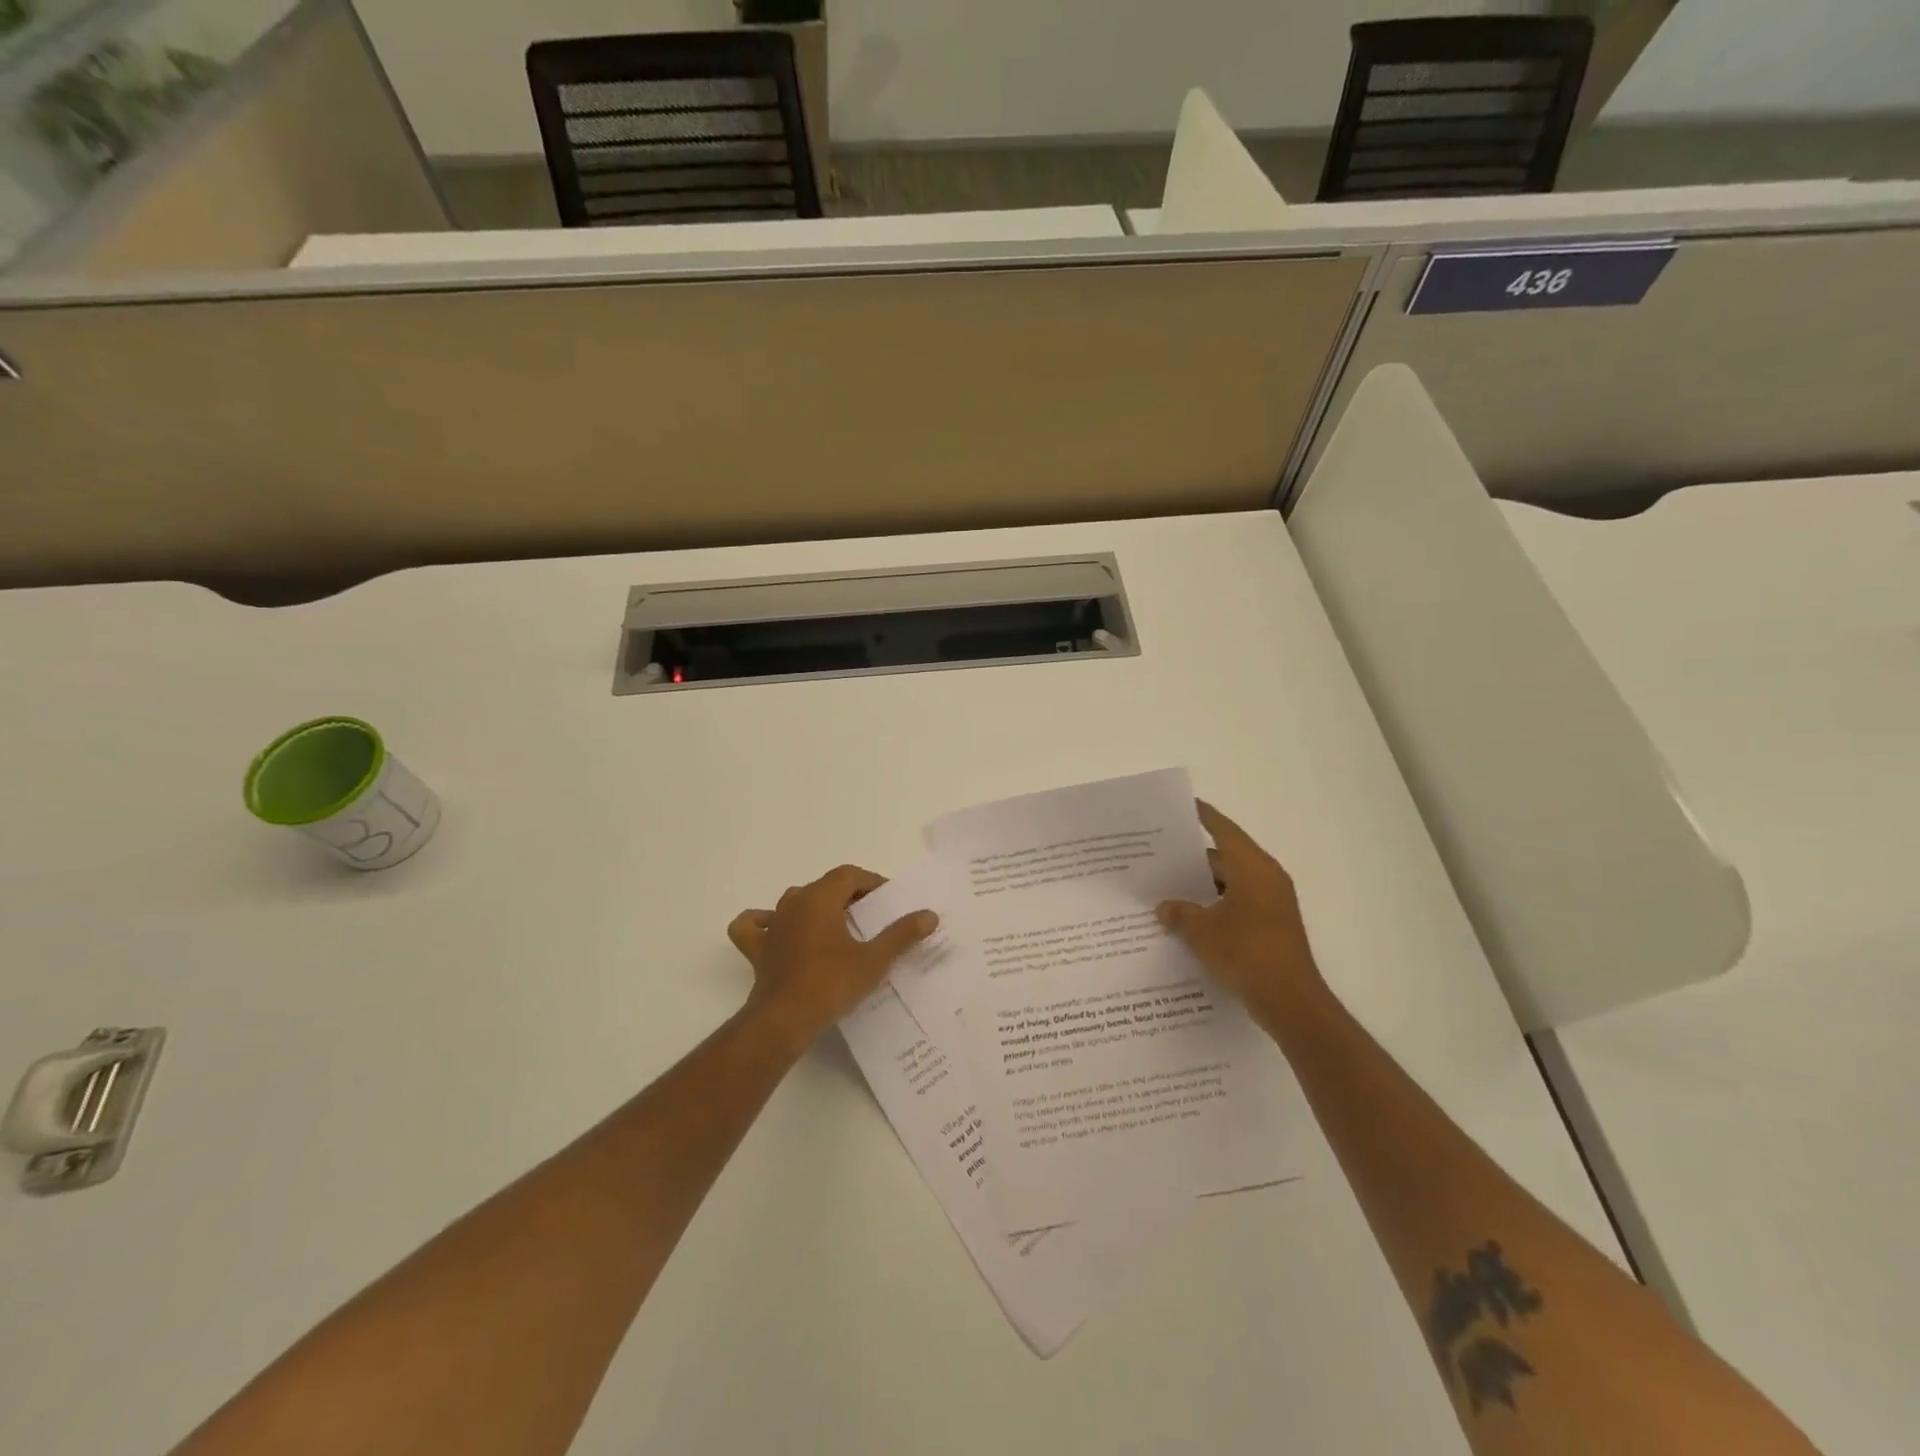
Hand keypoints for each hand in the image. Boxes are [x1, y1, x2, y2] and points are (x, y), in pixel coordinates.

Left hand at [728, 864, 937, 1048]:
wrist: (784, 1020)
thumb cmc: (831, 984)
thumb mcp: (874, 959)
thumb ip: (902, 934)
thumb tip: (929, 915)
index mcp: (820, 898)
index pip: (849, 875)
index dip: (872, 882)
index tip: (890, 901)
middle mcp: (793, 902)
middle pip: (825, 886)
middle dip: (850, 895)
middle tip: (873, 916)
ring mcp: (772, 925)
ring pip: (795, 901)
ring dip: (817, 906)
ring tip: (838, 925)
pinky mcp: (758, 949)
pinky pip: (755, 925)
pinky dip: (764, 923)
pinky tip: (776, 931)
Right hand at [1157, 801, 1325, 1027]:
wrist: (1290, 1001)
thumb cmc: (1246, 952)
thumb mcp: (1202, 931)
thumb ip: (1179, 913)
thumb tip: (1164, 907)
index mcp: (1253, 867)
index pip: (1223, 830)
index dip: (1202, 816)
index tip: (1182, 805)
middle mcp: (1266, 879)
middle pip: (1225, 857)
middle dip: (1193, 858)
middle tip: (1160, 854)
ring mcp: (1272, 905)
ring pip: (1230, 884)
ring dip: (1203, 887)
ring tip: (1166, 888)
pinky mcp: (1271, 928)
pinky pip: (1237, 905)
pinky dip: (1215, 907)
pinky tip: (1188, 919)